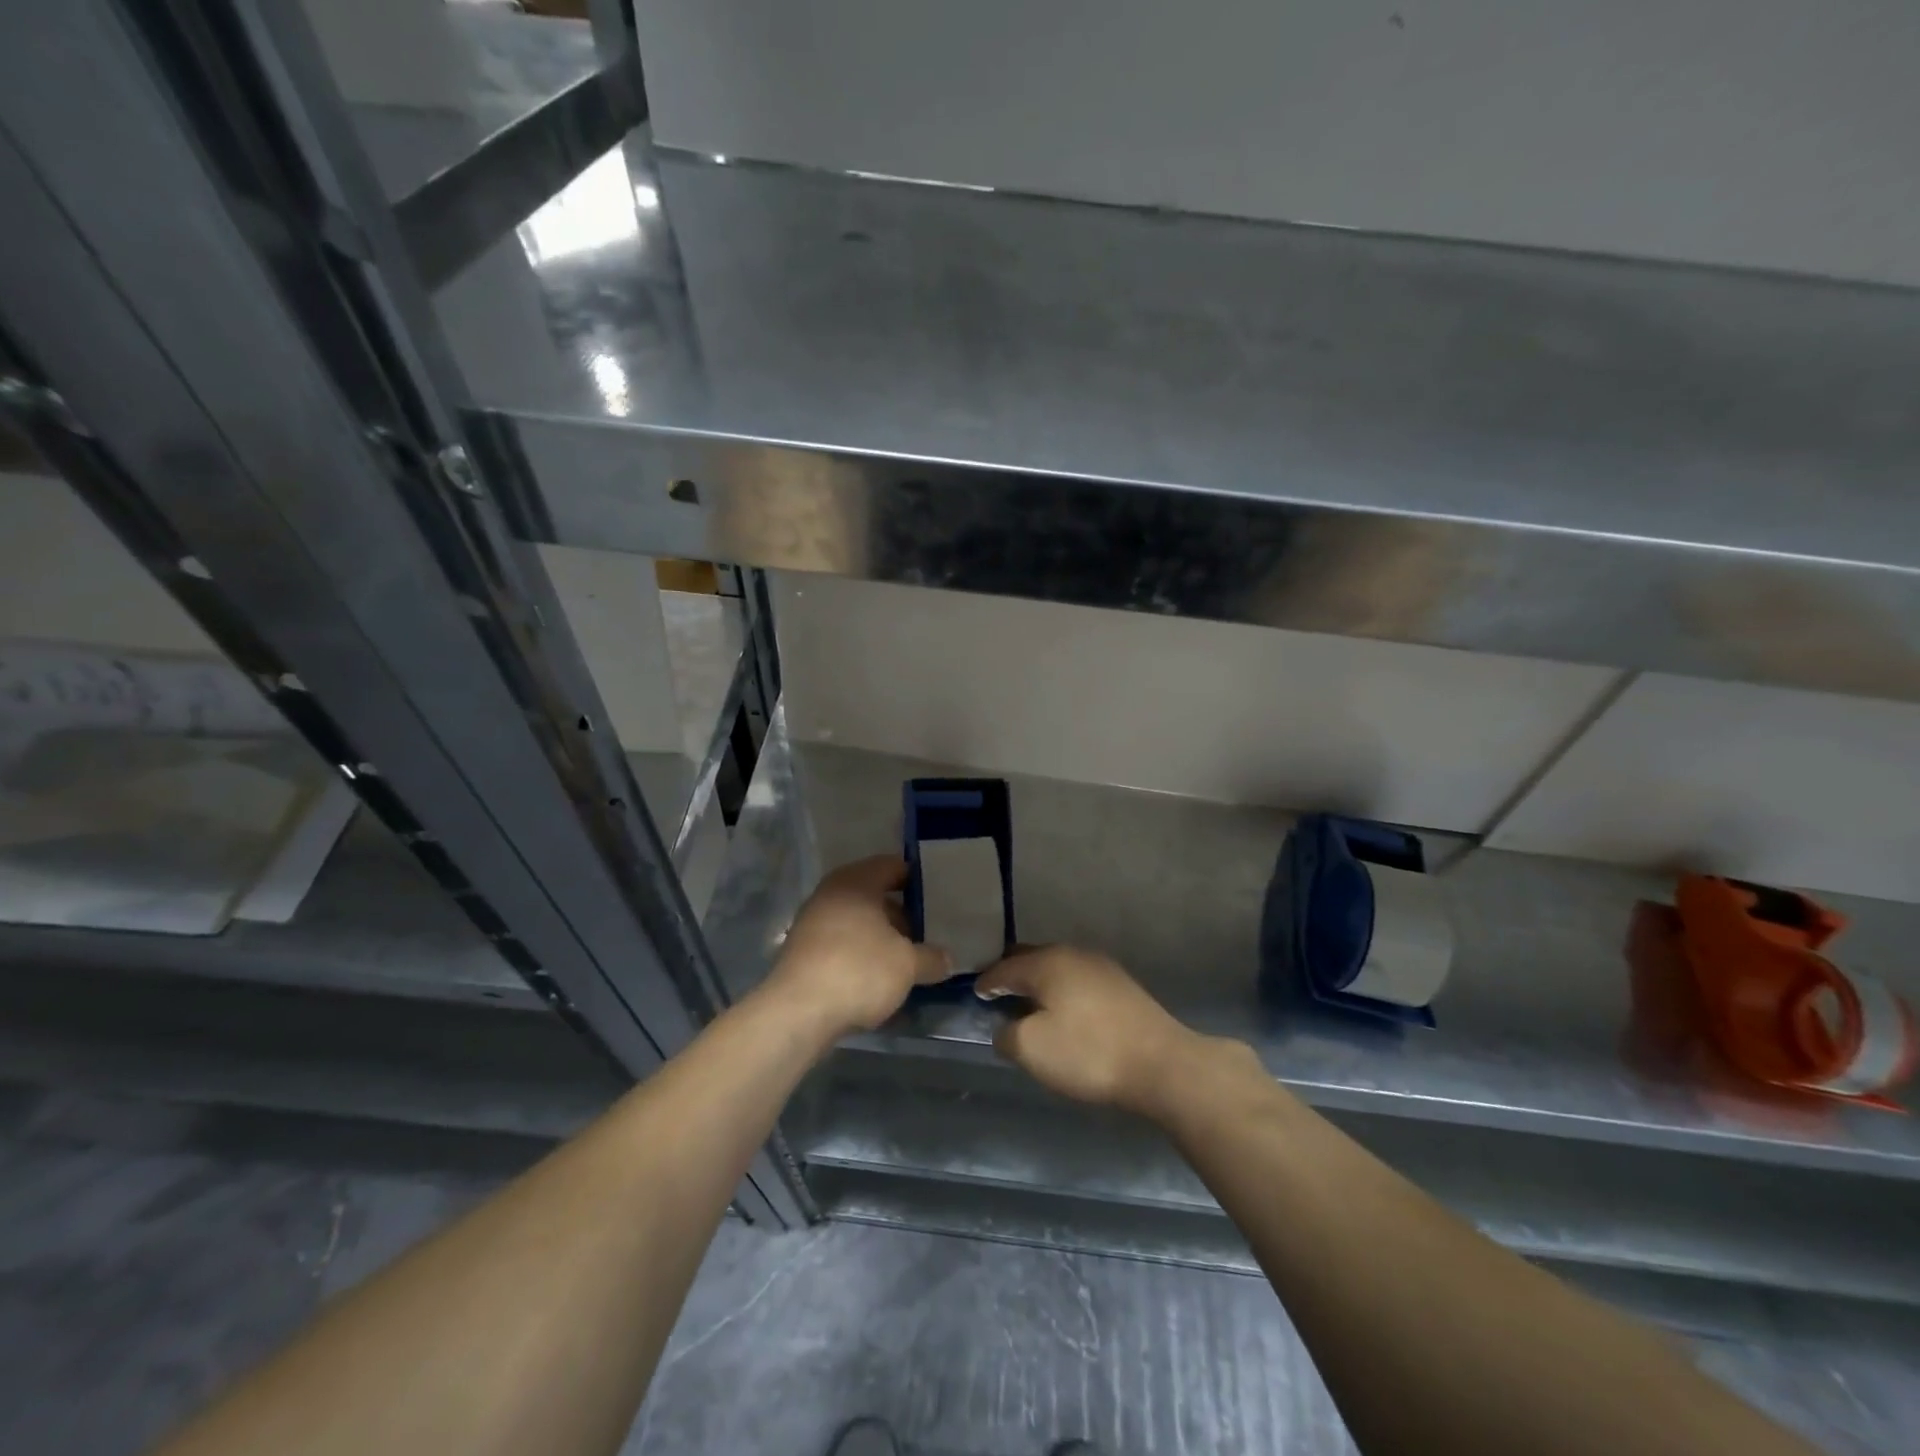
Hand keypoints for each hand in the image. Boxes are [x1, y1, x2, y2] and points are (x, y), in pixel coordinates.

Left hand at [762, 855, 953, 1036]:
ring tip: (909, 958)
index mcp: (856, 881)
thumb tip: (946, 959)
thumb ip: (931, 957)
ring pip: (858, 921)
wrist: (797, 1013)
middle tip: (929, 931)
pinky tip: (879, 976)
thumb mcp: (907, 965)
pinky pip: (842, 942)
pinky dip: (862, 952)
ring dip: (882, 936)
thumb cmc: (859, 971)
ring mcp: (813, 922)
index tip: (941, 896)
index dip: (918, 880)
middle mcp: (831, 893)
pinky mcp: (804, 951)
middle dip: (902, 914)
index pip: (893, 866)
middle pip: (875, 895)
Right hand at [974, 945, 1216, 1115]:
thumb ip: (1007, 1035)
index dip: (986, 981)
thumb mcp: (1033, 1049)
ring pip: (1058, 968)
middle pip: (1032, 959)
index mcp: (1047, 962)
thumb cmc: (1089, 1052)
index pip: (1004, 967)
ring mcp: (1101, 967)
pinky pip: (1078, 980)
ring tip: (1028, 1002)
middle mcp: (1073, 954)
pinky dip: (1062, 990)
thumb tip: (1005, 1028)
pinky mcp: (1122, 986)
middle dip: (1012, 974)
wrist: (1160, 1064)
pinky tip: (1064, 1010)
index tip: (974, 993)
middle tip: (996, 992)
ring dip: (1039, 982)